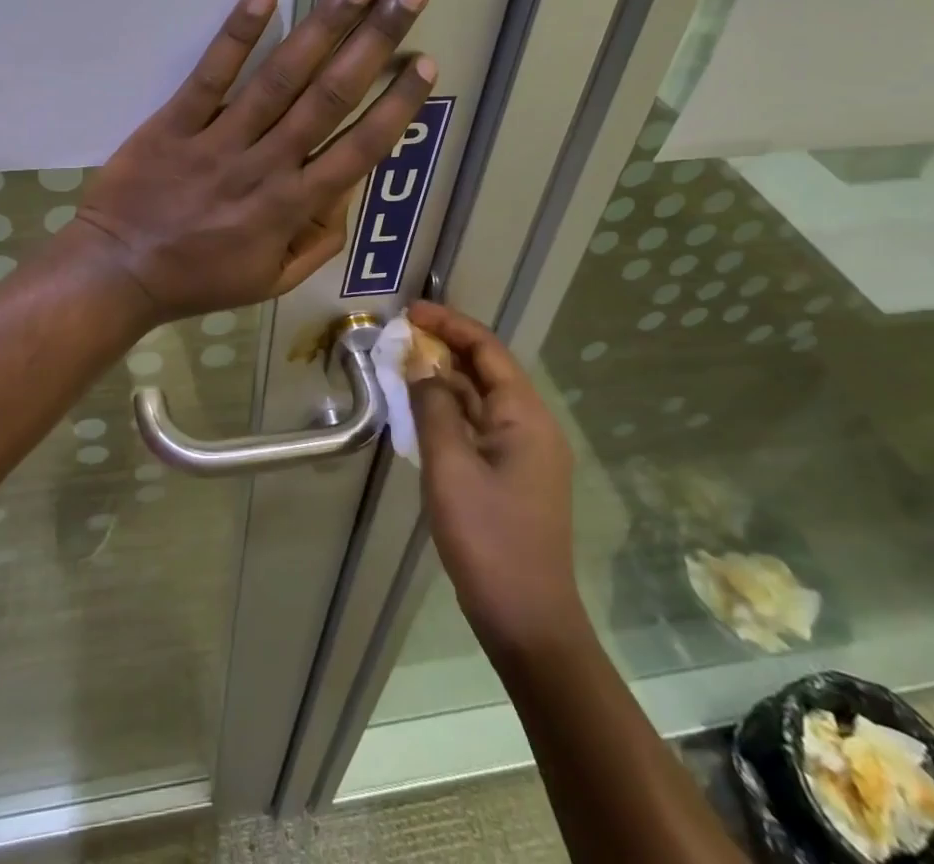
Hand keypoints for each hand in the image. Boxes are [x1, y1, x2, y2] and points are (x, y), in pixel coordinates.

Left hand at [72, 0, 434, 321]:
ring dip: (322, 26)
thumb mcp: (272, 280)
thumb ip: (319, 240)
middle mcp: (266, 165)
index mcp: (293, 206)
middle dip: (374, 41)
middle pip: (330, 96)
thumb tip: (347, 190)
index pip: (360, 148)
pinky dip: (237, 36)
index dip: (396, 104)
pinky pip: (210, 77)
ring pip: (280, 78)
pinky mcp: (174, 123)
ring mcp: (219, 141)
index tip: (424, 63)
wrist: (118, 272)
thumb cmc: (200, 279)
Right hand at [408, 301, 584, 664]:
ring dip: (445, 381)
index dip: (449, 324)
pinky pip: (480, 427)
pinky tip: (421, 414)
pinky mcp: (513, 477)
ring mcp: (525, 454)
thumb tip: (420, 367)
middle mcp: (532, 426)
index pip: (487, 350)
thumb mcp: (450, 467)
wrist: (528, 621)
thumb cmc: (488, 539)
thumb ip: (433, 408)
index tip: (410, 312)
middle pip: (487, 371)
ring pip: (481, 400)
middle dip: (445, 349)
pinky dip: (450, 412)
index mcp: (526, 416)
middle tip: (401, 337)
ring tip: (403, 368)